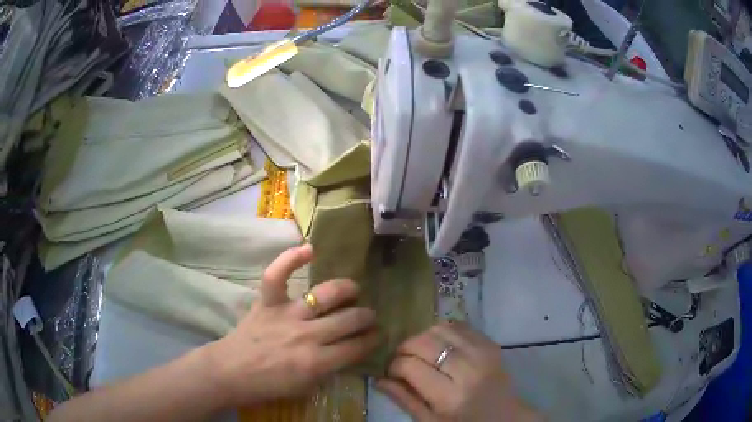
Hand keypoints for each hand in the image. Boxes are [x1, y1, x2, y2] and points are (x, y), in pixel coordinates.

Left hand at [206, 244, 379, 406]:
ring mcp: (286, 315)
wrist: (232, 372)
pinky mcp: (267, 303)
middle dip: (366, 316)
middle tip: (369, 315)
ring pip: (325, 295)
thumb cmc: (269, 384)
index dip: (372, 340)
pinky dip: (291, 259)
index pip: (356, 347)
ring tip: (353, 290)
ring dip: (346, 290)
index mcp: (317, 362)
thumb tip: (347, 351)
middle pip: (348, 319)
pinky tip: (309, 249)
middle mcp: (307, 335)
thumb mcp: (307, 387)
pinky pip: (277, 276)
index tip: (377, 335)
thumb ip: (329, 368)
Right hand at [377, 322, 540, 421]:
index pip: (410, 367)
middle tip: (402, 359)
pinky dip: (443, 331)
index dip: (393, 365)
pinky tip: (440, 346)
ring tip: (421, 352)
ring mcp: (483, 353)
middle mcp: (468, 371)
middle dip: (405, 347)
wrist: (505, 417)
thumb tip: (378, 379)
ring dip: (423, 337)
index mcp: (450, 397)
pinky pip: (460, 326)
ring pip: (441, 329)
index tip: (391, 371)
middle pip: (425, 343)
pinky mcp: (491, 344)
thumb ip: (404, 399)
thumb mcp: (430, 421)